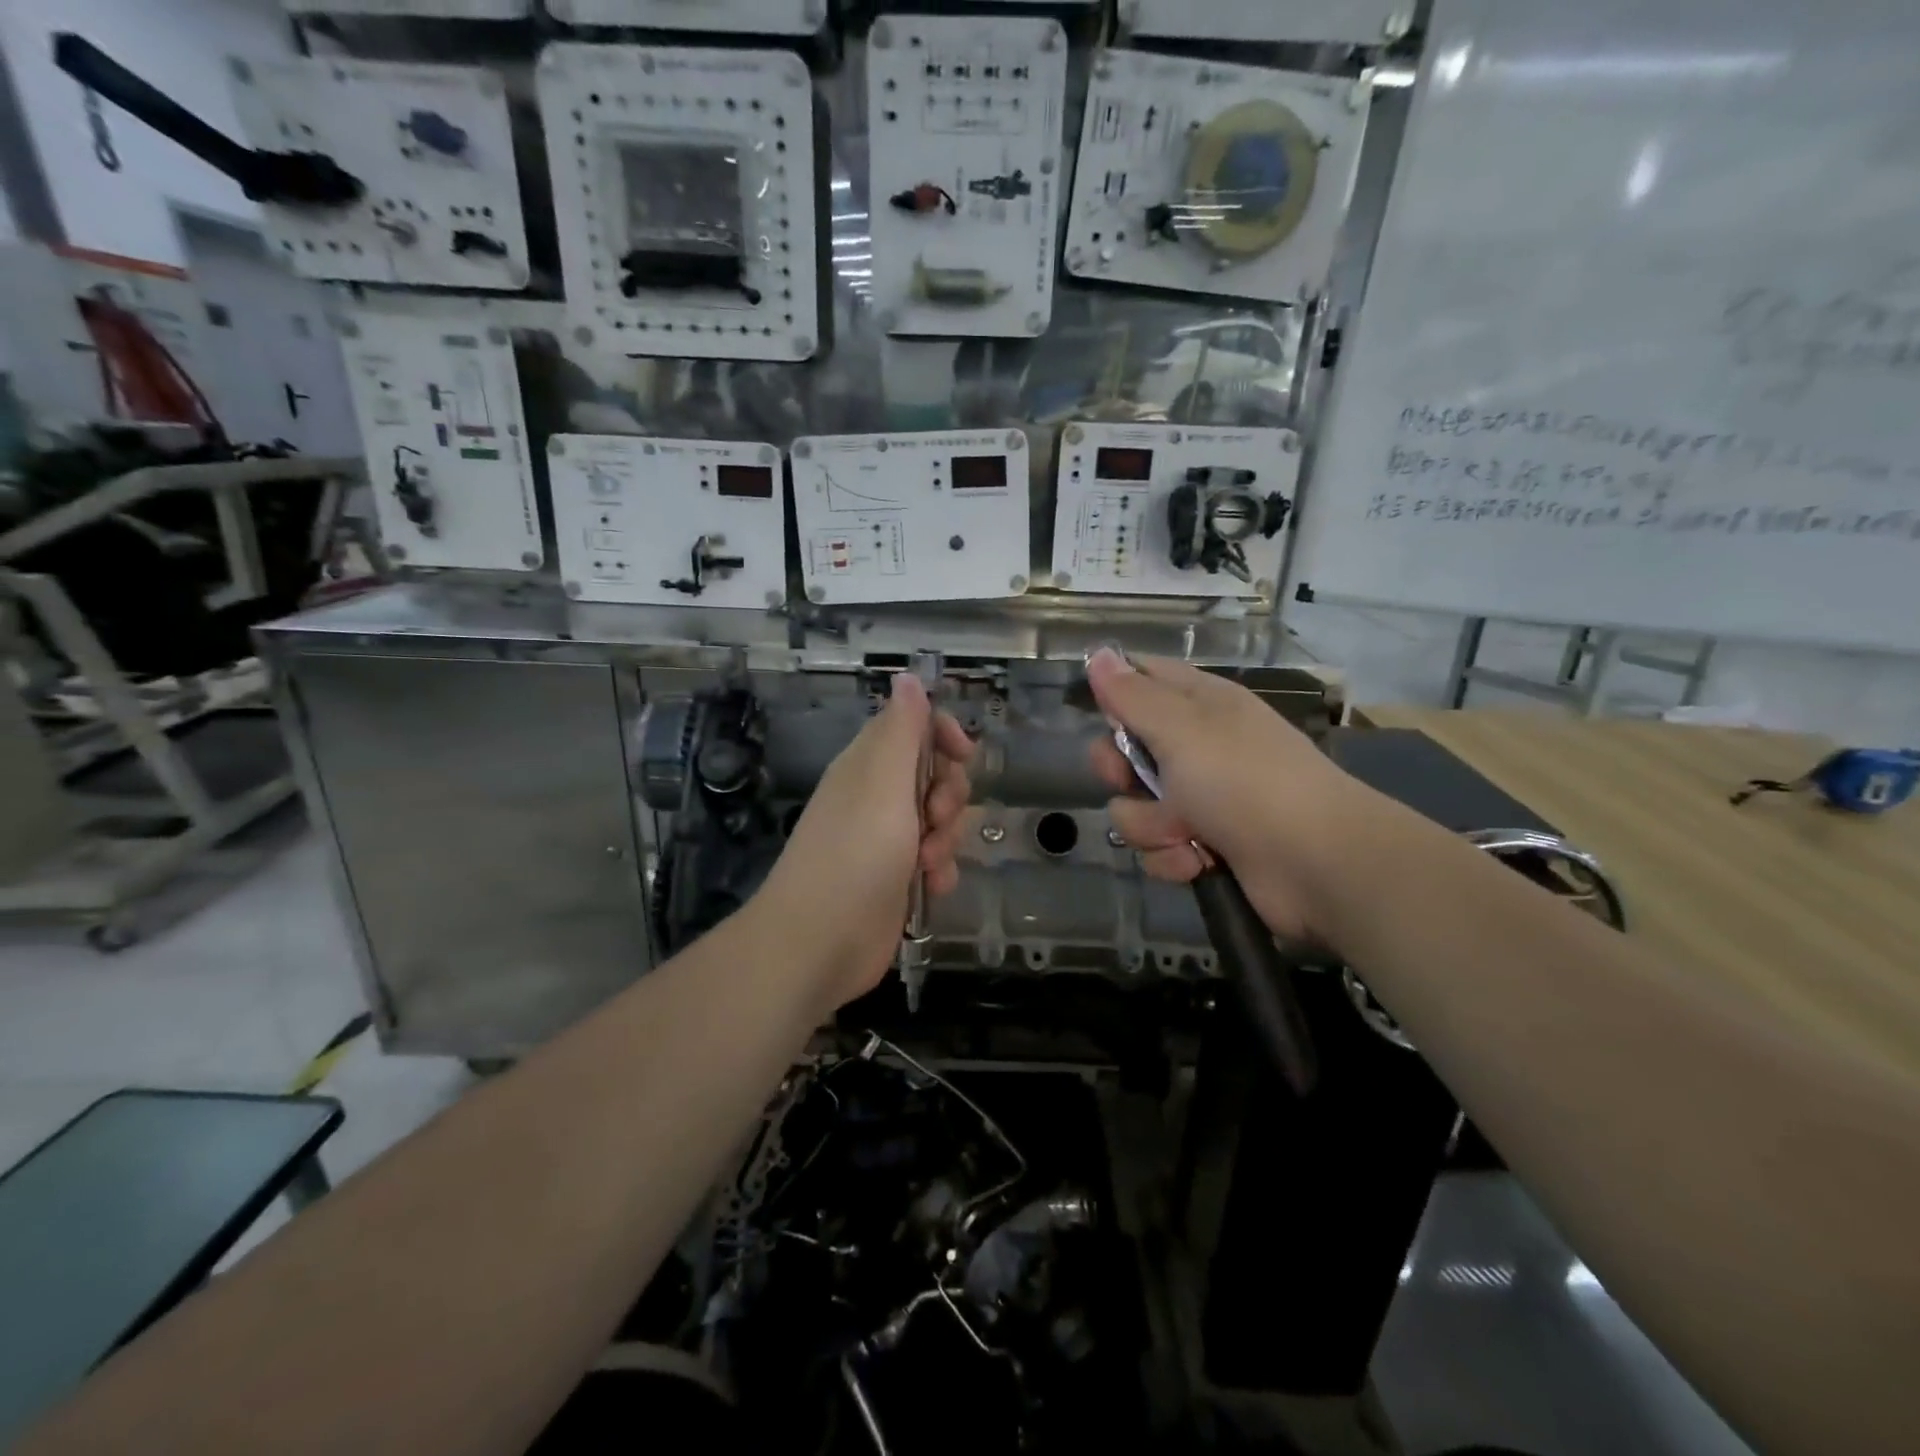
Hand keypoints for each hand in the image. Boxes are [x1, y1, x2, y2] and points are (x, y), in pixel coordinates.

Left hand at [754, 673, 974, 1010]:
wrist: (820, 942)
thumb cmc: (856, 853)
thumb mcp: (884, 782)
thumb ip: (902, 730)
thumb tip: (907, 677)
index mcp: (869, 765)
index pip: (913, 726)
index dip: (944, 735)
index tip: (963, 755)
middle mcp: (877, 796)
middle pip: (934, 773)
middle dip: (949, 794)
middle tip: (935, 816)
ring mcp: (886, 839)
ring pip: (940, 820)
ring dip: (947, 837)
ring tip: (927, 861)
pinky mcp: (896, 878)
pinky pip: (935, 860)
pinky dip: (939, 871)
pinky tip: (932, 887)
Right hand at [1087, 648, 1362, 942]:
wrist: (1317, 863)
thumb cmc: (1245, 781)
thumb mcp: (1181, 729)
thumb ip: (1132, 696)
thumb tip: (1097, 654)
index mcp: (1199, 704)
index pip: (1145, 679)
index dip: (1115, 693)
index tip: (1100, 714)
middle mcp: (1199, 747)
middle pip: (1128, 750)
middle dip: (1120, 773)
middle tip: (1130, 781)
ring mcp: (1203, 799)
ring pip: (1137, 807)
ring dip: (1151, 826)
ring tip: (1183, 832)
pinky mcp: (1205, 845)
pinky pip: (1159, 847)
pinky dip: (1174, 857)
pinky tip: (1197, 861)